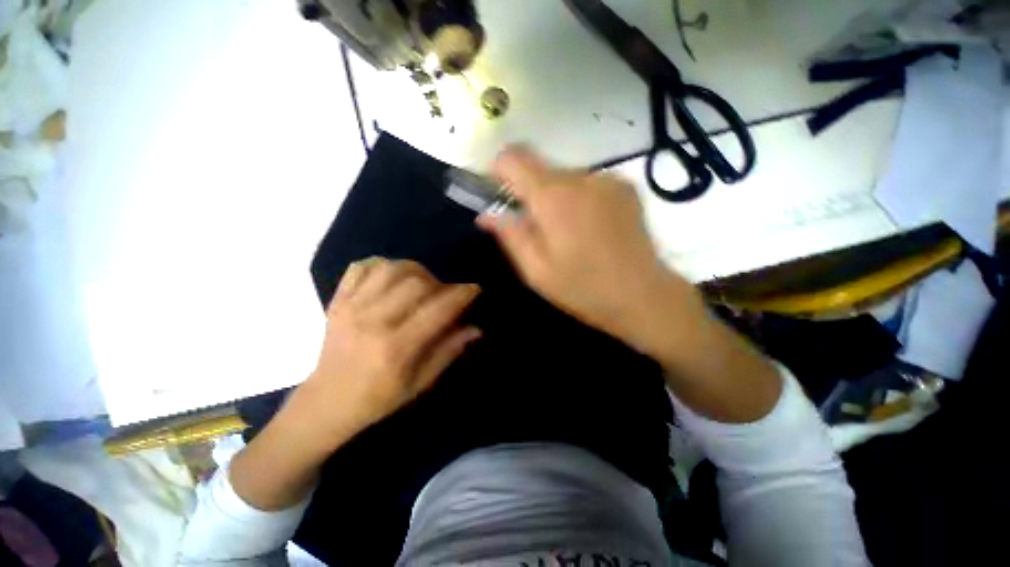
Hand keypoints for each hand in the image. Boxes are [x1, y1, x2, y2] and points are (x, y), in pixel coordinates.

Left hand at [304, 258, 480, 441]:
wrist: (324, 403)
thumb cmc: (377, 399)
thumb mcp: (419, 384)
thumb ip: (448, 352)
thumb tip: (476, 329)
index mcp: (396, 348)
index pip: (437, 309)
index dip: (461, 294)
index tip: (474, 289)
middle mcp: (373, 321)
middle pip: (416, 282)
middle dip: (439, 283)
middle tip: (444, 295)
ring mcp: (351, 307)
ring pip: (390, 269)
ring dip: (414, 270)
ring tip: (421, 283)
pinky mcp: (337, 301)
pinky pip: (361, 267)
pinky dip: (382, 265)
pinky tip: (392, 278)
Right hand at [477, 147, 702, 361]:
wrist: (643, 296)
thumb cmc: (583, 288)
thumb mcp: (536, 270)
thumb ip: (509, 235)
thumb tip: (485, 213)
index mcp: (553, 197)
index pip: (513, 158)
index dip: (499, 171)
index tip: (499, 195)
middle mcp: (580, 177)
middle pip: (540, 168)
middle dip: (529, 192)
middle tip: (536, 228)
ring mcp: (607, 179)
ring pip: (564, 177)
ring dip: (555, 197)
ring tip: (567, 233)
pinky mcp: (625, 187)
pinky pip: (588, 184)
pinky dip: (579, 199)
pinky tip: (590, 228)